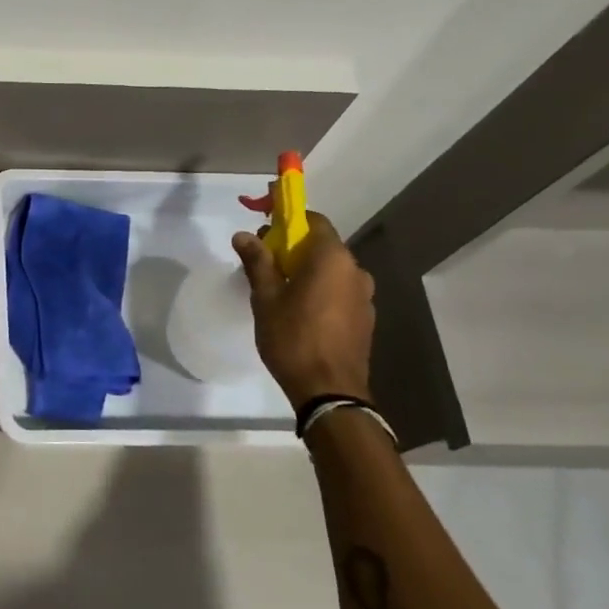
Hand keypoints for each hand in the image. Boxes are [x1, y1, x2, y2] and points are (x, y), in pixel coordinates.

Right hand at [232, 211, 374, 409]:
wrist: (330, 391)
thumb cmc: (293, 337)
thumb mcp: (266, 297)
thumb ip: (258, 262)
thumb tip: (244, 234)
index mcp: (332, 258)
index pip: (313, 220)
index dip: (288, 218)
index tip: (264, 225)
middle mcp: (355, 270)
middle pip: (322, 245)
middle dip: (292, 246)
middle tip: (263, 262)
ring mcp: (364, 295)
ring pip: (330, 270)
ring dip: (306, 270)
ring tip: (279, 290)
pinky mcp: (364, 317)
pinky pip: (338, 290)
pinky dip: (319, 289)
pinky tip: (299, 310)